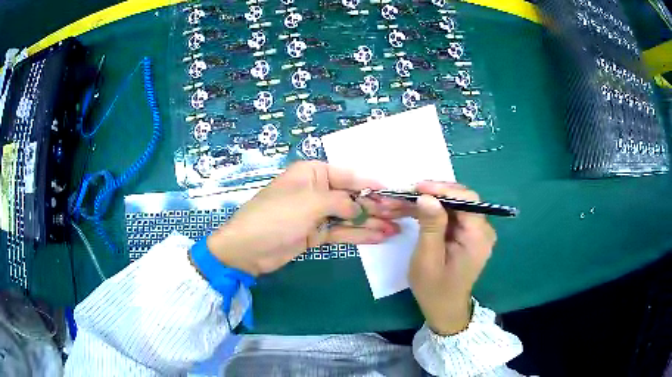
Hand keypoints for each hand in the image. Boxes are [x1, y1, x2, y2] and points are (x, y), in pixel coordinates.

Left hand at [206, 161, 402, 275]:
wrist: (248, 249)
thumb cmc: (276, 216)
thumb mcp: (310, 203)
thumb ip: (340, 201)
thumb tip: (361, 205)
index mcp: (312, 173)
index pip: (348, 175)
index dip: (371, 182)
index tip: (393, 190)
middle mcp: (316, 190)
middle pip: (351, 196)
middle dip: (375, 205)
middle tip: (400, 214)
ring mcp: (317, 214)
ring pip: (349, 215)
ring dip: (371, 221)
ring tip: (396, 228)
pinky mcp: (316, 234)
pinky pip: (342, 231)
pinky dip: (359, 234)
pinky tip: (380, 236)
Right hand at [409, 181, 495, 335]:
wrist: (444, 309)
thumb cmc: (435, 288)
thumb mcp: (428, 259)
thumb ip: (431, 226)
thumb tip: (427, 197)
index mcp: (478, 237)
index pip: (467, 200)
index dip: (443, 189)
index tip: (418, 187)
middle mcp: (482, 230)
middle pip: (462, 199)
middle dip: (436, 193)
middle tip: (410, 192)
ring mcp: (476, 231)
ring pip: (456, 205)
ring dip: (433, 200)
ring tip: (409, 199)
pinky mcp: (468, 234)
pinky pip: (453, 215)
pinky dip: (435, 211)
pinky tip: (418, 210)